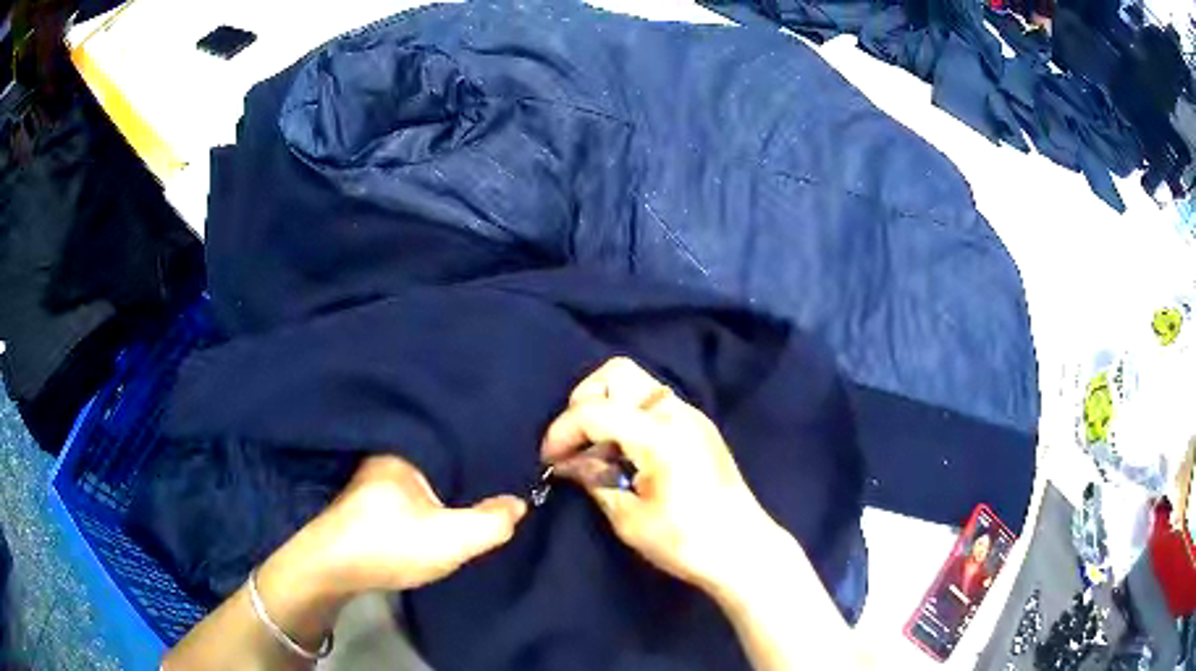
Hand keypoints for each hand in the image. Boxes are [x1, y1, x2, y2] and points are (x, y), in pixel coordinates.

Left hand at [292, 455, 526, 595]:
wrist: (331, 569)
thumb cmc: (389, 544)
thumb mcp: (451, 539)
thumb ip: (491, 522)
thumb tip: (518, 502)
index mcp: (405, 450)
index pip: (453, 434)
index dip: (482, 440)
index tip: (513, 444)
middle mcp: (387, 455)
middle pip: (438, 452)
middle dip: (466, 459)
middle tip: (504, 466)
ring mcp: (374, 478)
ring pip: (423, 471)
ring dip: (446, 479)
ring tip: (479, 484)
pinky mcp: (369, 502)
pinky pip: (410, 488)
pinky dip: (429, 493)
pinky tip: (442, 503)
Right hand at [541, 358, 786, 594]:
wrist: (744, 550)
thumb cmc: (686, 542)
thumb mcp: (629, 519)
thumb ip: (594, 479)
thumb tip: (567, 461)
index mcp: (660, 434)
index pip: (595, 410)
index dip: (562, 431)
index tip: (548, 459)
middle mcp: (676, 412)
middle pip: (617, 373)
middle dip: (585, 400)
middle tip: (576, 442)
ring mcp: (691, 416)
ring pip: (636, 384)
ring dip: (607, 407)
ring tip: (598, 452)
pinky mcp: (698, 428)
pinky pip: (652, 404)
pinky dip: (628, 416)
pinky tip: (624, 454)